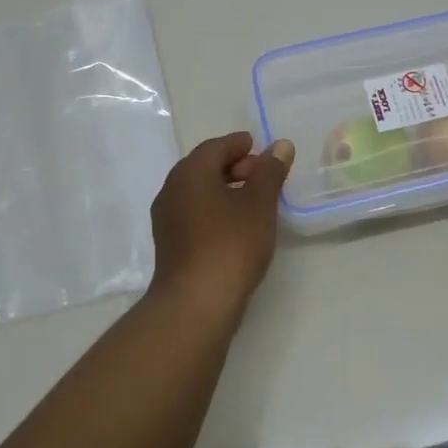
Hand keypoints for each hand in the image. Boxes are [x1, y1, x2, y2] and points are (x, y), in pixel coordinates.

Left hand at [149, 131, 295, 316]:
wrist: (196, 303)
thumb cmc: (231, 244)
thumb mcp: (259, 203)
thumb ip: (270, 171)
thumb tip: (280, 145)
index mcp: (190, 172)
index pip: (216, 147)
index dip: (240, 145)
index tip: (262, 148)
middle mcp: (171, 190)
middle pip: (204, 167)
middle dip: (234, 167)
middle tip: (263, 175)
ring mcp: (167, 219)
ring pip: (198, 192)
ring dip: (225, 190)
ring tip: (255, 202)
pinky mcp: (170, 244)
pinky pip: (194, 214)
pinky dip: (215, 210)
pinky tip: (237, 226)